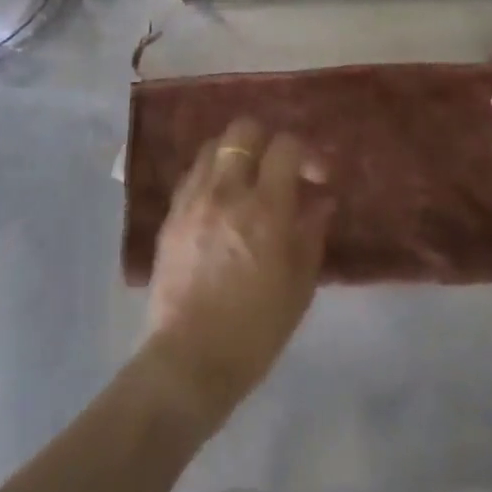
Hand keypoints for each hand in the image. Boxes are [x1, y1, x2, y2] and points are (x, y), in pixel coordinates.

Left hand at [143, 118, 334, 429]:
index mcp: (264, 209)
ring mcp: (192, 201)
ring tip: (248, 180)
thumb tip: (322, 200)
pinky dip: (211, 175)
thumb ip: (312, 232)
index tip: (317, 176)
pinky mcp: (170, 217)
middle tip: (280, 168)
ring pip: (212, 146)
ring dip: (236, 154)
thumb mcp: (300, 284)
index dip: (307, 152)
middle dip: (267, 139)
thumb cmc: (256, 329)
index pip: (285, 146)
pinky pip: (192, 175)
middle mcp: (225, 192)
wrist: (189, 361)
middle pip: (243, 131)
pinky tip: (221, 200)